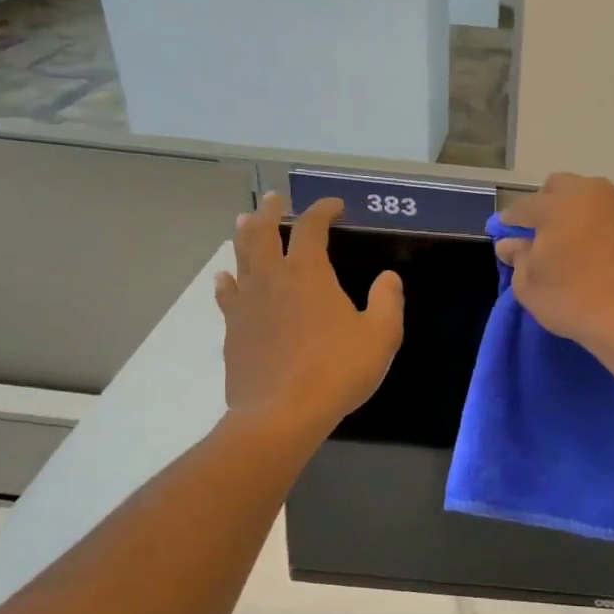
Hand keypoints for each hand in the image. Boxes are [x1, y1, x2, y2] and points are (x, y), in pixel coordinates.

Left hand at [216, 194, 403, 436]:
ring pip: (240, 257)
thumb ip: (387, 301)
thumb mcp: (380, 336)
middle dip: (270, 211)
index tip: (335, 206)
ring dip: (244, 235)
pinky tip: (226, 277)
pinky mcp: (233, 329)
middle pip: (263, 232)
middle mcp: (272, 278)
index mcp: (308, 272)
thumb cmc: (337, 370)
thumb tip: (388, 278)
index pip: (311, 227)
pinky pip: (226, 294)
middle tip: (274, 199)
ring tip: (244, 221)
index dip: (322, 210)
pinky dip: (227, 280)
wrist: (281, 413)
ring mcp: (247, 303)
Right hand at [495, 175, 613, 362]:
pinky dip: (605, 228)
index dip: (510, 221)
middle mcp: (591, 194)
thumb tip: (511, 243)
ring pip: (592, 198)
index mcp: (557, 205)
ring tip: (576, 243)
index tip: (505, 234)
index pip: (523, 207)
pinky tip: (604, 253)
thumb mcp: (529, 286)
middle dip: (546, 204)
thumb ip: (517, 257)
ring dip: (578, 213)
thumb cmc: (573, 301)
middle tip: (543, 233)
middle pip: (560, 187)